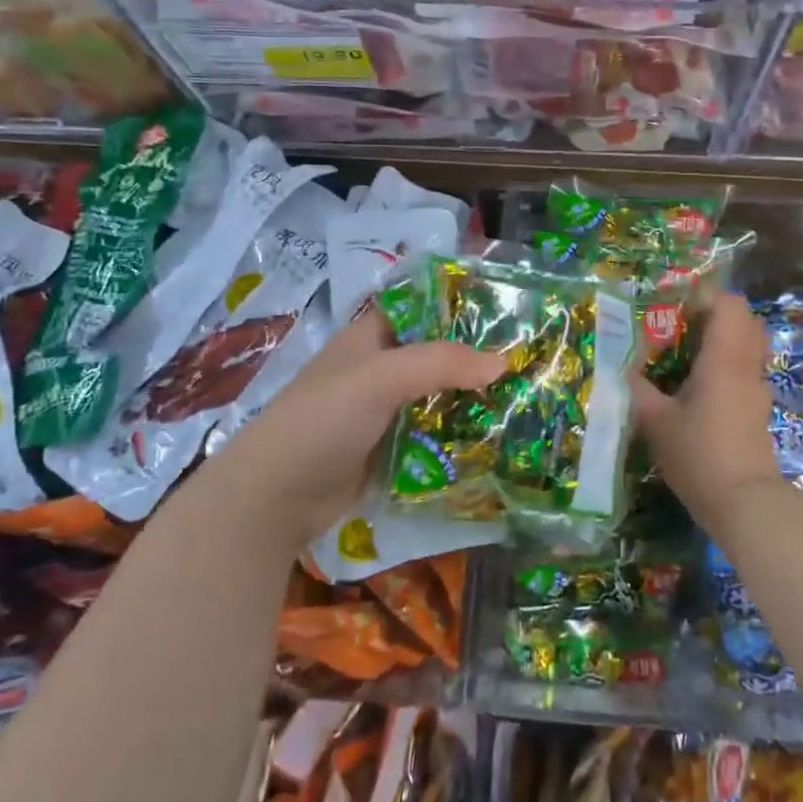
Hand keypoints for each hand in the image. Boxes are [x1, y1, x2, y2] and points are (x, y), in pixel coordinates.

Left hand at [196, 310, 504, 547]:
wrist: (275, 498)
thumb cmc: (322, 420)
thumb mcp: (380, 378)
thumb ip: (441, 363)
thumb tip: (503, 362)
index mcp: (369, 337)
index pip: (420, 306)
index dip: (458, 303)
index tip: (506, 308)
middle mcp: (377, 368)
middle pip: (435, 353)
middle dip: (475, 356)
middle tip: (527, 358)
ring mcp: (382, 411)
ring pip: (436, 395)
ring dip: (471, 398)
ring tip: (523, 396)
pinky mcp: (388, 449)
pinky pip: (431, 434)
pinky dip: (457, 434)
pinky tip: (495, 436)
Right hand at [634, 294, 782, 530]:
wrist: (744, 503)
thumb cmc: (699, 454)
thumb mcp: (655, 421)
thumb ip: (637, 389)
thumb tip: (622, 368)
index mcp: (724, 357)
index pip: (730, 304)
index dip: (705, 297)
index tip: (675, 310)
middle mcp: (746, 365)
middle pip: (743, 320)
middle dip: (712, 317)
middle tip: (679, 330)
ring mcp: (756, 388)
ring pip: (746, 347)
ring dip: (719, 343)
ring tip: (684, 359)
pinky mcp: (757, 410)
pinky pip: (744, 371)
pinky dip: (724, 367)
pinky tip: (697, 390)